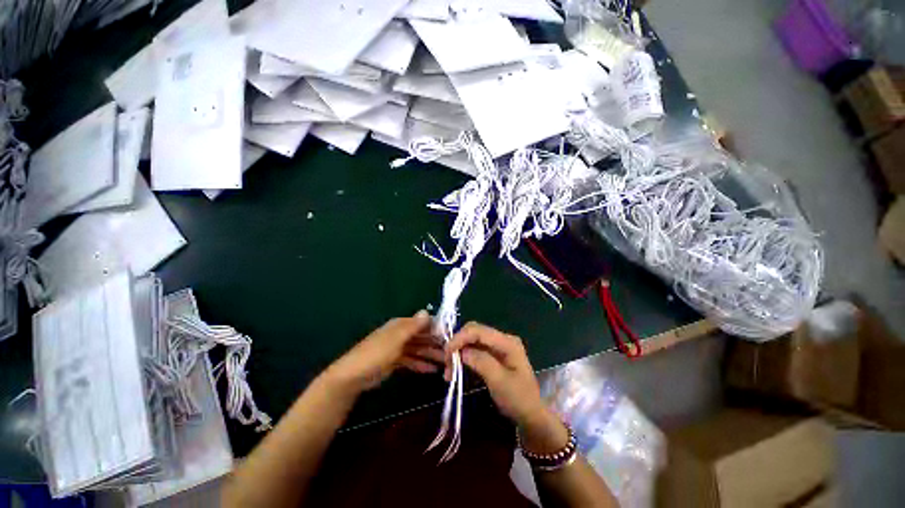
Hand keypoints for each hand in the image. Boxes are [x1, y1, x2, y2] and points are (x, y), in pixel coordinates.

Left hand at [323, 311, 443, 394]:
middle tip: (451, 353)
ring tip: (445, 363)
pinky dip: (421, 364)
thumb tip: (427, 312)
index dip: (435, 328)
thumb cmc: (376, 353)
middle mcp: (400, 334)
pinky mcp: (394, 362)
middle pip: (421, 337)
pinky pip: (411, 361)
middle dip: (435, 344)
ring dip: (430, 355)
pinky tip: (431, 370)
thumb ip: (413, 326)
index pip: (422, 323)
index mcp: (401, 325)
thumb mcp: (396, 338)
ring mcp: (397, 348)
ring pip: (418, 349)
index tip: (449, 336)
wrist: (353, 376)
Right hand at [445, 322, 567, 453]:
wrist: (531, 416)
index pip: (478, 330)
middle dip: (458, 344)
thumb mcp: (499, 381)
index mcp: (507, 342)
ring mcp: (498, 347)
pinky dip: (463, 360)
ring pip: (472, 342)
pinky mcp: (493, 356)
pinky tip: (456, 372)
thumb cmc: (518, 399)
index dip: (460, 337)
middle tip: (446, 363)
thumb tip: (461, 351)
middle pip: (474, 333)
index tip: (446, 353)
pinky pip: (474, 351)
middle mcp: (502, 339)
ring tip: (448, 373)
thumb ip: (481, 361)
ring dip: (458, 354)